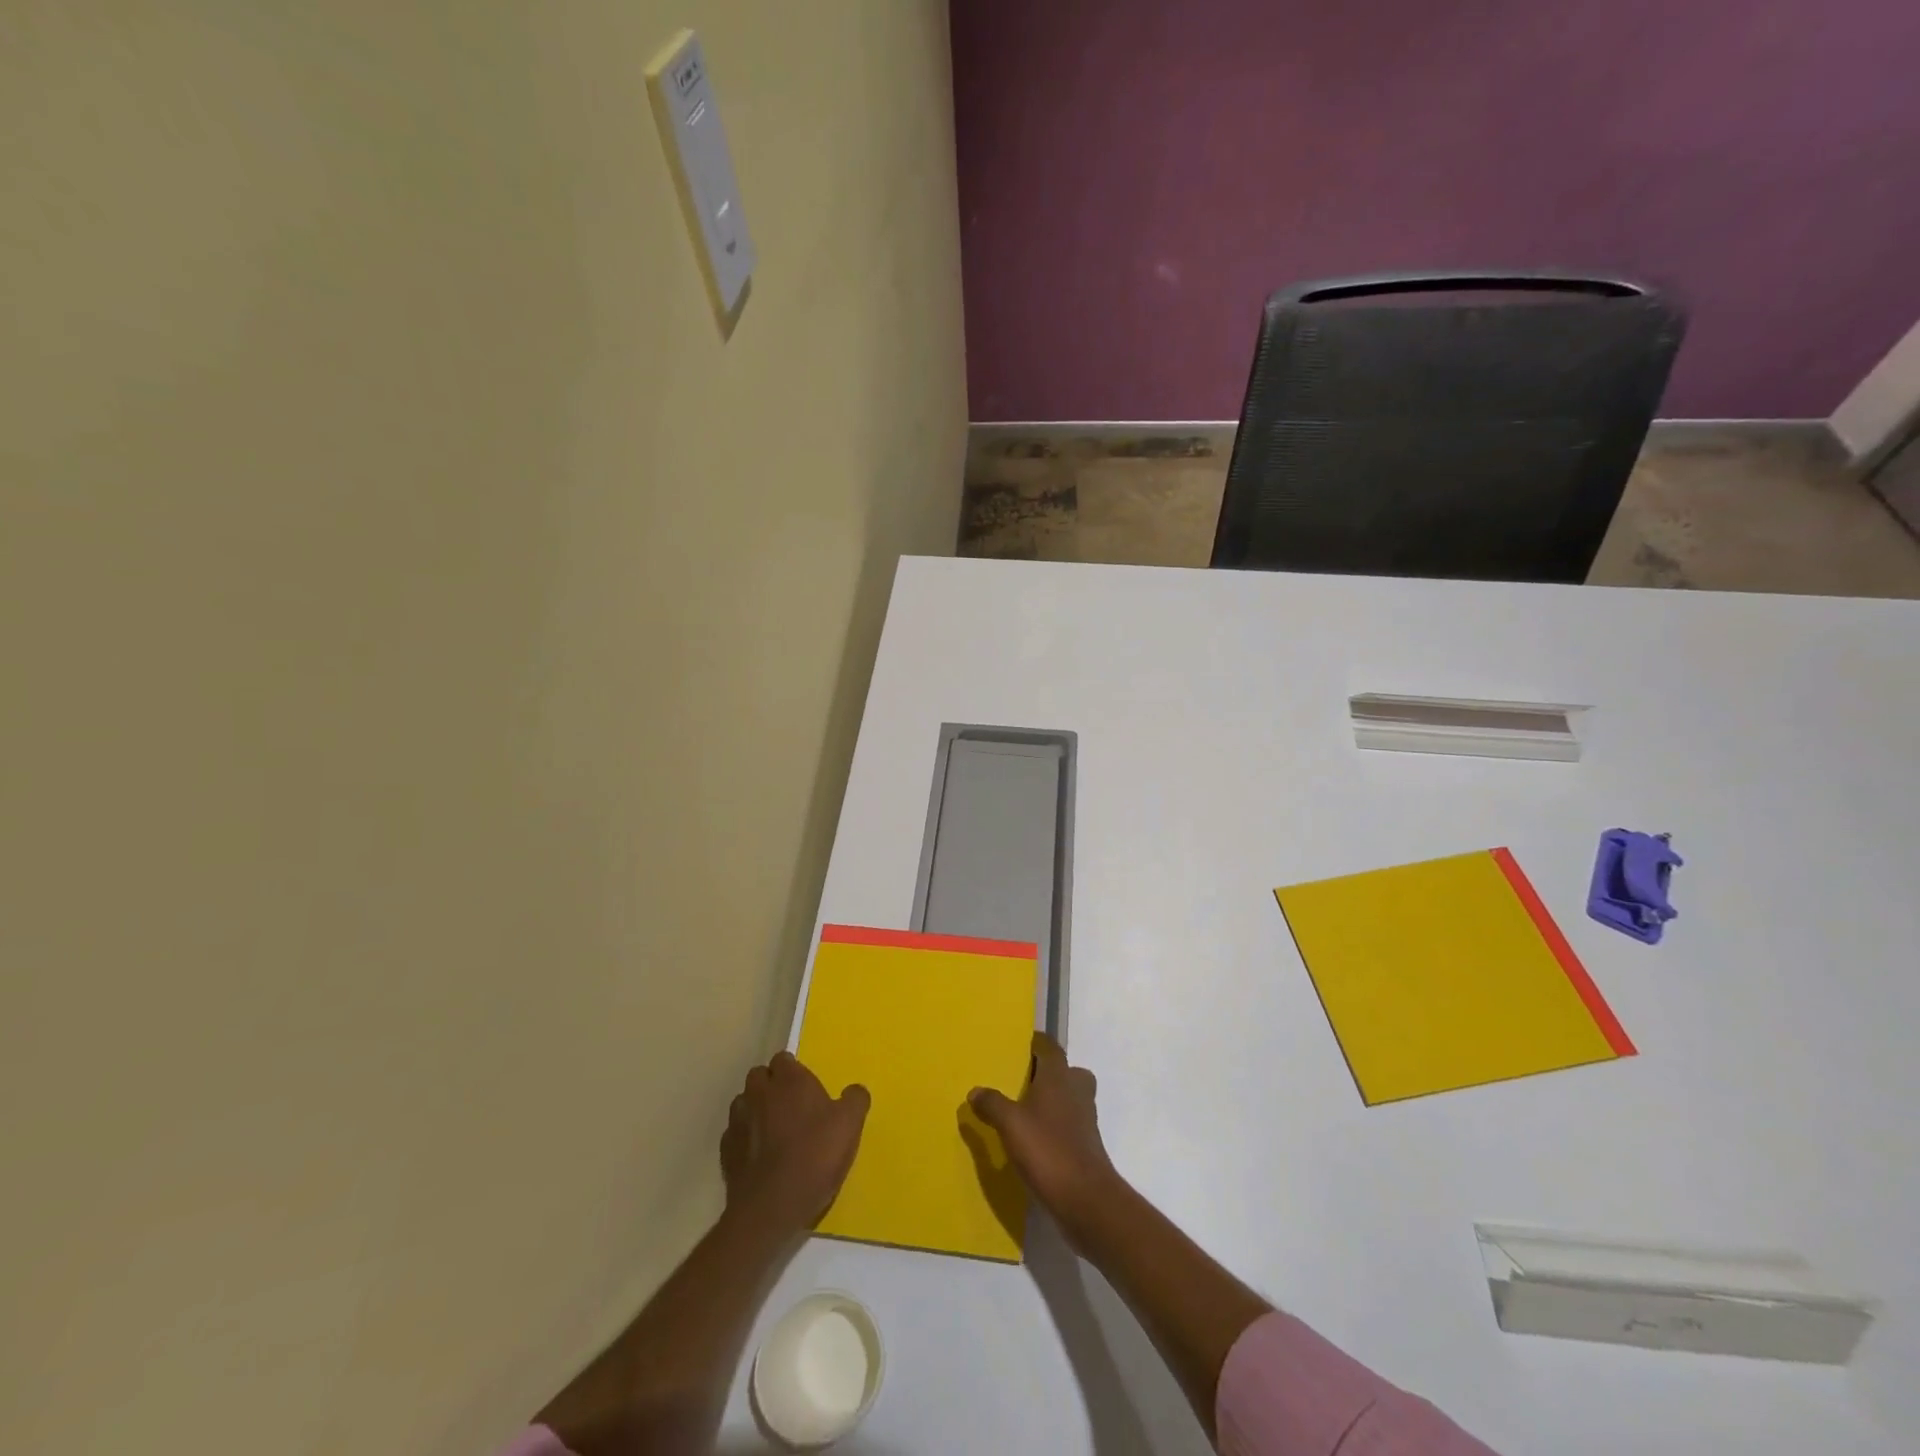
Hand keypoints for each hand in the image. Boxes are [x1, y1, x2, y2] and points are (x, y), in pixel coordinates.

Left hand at [722, 1052, 869, 1238]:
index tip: (807, 1090)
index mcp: (789, 1080)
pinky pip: (735, 1133)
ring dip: (756, 1109)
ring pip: (744, 1102)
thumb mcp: (850, 1125)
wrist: (771, 1207)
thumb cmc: (814, 1156)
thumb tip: (854, 1090)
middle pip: (760, 1076)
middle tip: (791, 1108)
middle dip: (771, 1085)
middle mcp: (759, 1092)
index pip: (784, 1059)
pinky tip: (759, 1156)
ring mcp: (738, 1120)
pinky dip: (745, 1138)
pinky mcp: (726, 1150)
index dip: (794, 1072)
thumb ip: (855, 1100)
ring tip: (773, 1132)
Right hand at [968, 1032, 1121, 1246]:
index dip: (1038, 1043)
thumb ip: (992, 1104)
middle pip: (1066, 1071)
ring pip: (1070, 1097)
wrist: (1085, 1198)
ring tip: (1025, 1110)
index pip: (1051, 1048)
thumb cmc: (1047, 1149)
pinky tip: (1035, 1139)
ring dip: (1053, 1099)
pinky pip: (1070, 1122)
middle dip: (1048, 1073)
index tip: (1021, 1043)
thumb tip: (975, 1090)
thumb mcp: (1010, 1124)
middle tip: (1023, 1080)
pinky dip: (1055, 1124)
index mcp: (1059, 1077)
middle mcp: (1076, 1091)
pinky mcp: (1087, 1144)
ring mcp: (1085, 1118)